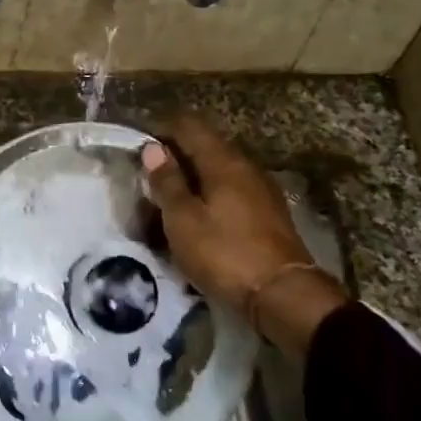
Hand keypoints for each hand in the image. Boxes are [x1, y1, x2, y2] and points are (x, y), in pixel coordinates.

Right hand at [140, 116, 346, 355]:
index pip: (189, 126)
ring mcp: (261, 189)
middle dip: (177, 153)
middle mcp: (246, 166)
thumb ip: (167, 182)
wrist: (281, 293)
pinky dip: (209, 194)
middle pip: (206, 146)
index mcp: (224, 162)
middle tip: (149, 173)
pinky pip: (231, 190)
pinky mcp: (267, 213)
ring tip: (169, 196)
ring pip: (219, 170)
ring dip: (193, 176)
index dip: (162, 128)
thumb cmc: (224, 253)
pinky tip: (198, 213)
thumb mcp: (183, 220)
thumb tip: (152, 149)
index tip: (139, 143)